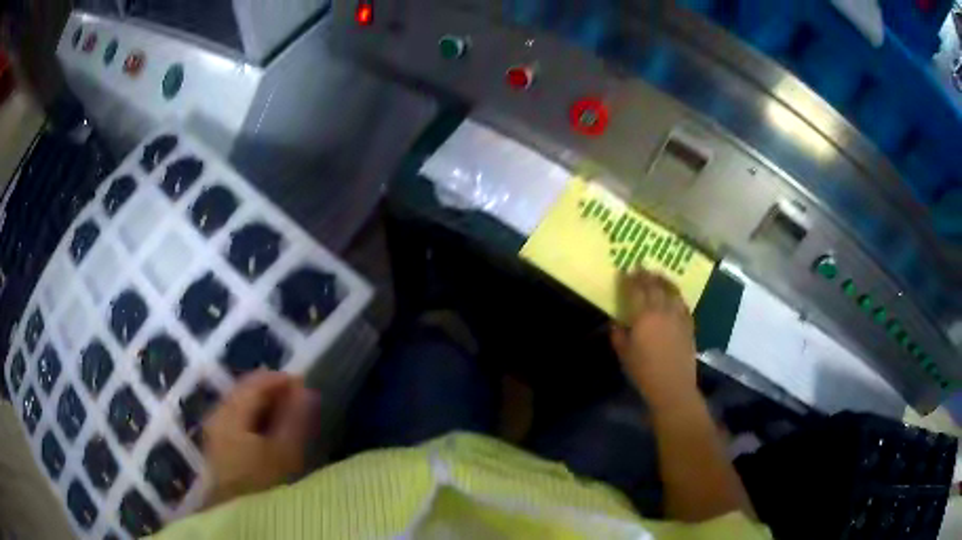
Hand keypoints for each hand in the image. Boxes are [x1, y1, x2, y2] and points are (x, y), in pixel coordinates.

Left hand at [204, 370, 319, 506]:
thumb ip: (295, 418)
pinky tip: (272, 431)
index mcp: (229, 413)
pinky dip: (257, 418)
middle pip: (246, 391)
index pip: (256, 382)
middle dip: (274, 392)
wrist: (240, 515)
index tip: (308, 387)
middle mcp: (218, 415)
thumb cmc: (264, 485)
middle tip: (302, 402)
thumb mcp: (285, 453)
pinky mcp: (219, 444)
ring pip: (243, 405)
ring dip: (266, 406)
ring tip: (291, 416)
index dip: (282, 380)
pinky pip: (239, 418)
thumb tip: (307, 388)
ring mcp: (216, 430)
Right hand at [611, 271, 697, 408]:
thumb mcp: (624, 354)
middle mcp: (662, 310)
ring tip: (658, 276)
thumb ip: (619, 335)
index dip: (629, 279)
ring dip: (663, 280)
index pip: (636, 290)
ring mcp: (678, 316)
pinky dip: (676, 296)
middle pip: (655, 286)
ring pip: (672, 291)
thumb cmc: (644, 372)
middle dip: (646, 275)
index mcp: (643, 316)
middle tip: (640, 267)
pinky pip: (682, 303)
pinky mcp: (689, 324)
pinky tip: (674, 296)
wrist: (673, 386)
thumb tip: (617, 322)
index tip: (624, 271)